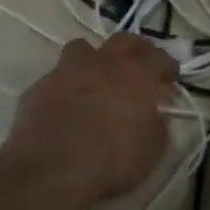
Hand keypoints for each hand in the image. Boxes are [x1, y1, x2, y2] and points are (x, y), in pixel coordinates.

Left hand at [4, 34, 177, 200]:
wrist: (52, 169)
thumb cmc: (112, 159)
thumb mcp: (152, 149)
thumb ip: (156, 125)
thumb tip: (153, 115)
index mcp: (135, 74)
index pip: (159, 58)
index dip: (168, 66)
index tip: (171, 77)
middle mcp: (101, 62)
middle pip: (123, 41)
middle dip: (136, 49)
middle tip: (140, 62)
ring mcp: (66, 71)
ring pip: (82, 48)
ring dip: (93, 58)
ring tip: (97, 76)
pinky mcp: (38, 88)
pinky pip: (57, 77)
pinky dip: (66, 86)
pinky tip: (67, 104)